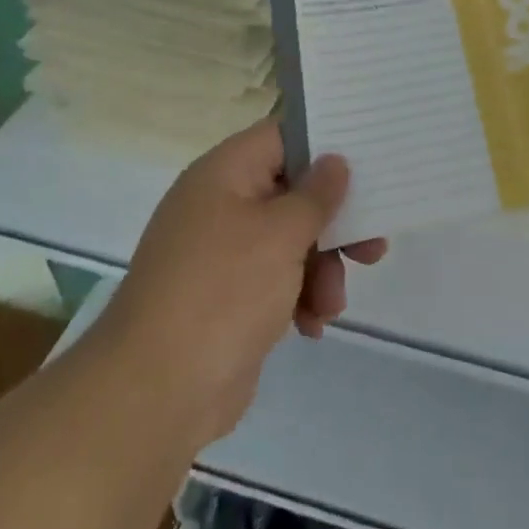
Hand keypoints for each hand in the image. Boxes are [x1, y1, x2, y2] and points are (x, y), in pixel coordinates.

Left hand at [101, 121, 387, 446]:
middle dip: (334, 223)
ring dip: (321, 269)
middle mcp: (221, 204)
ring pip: (290, 240)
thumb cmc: (224, 292)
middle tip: (373, 246)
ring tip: (330, 305)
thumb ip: (316, 195)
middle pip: (292, 193)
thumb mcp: (281, 234)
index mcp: (225, 173)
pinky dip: (299, 296)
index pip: (282, 136)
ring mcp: (221, 252)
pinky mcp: (227, 296)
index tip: (368, 165)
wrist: (156, 391)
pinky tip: (311, 325)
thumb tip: (333, 161)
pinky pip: (275, 279)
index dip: (325, 145)